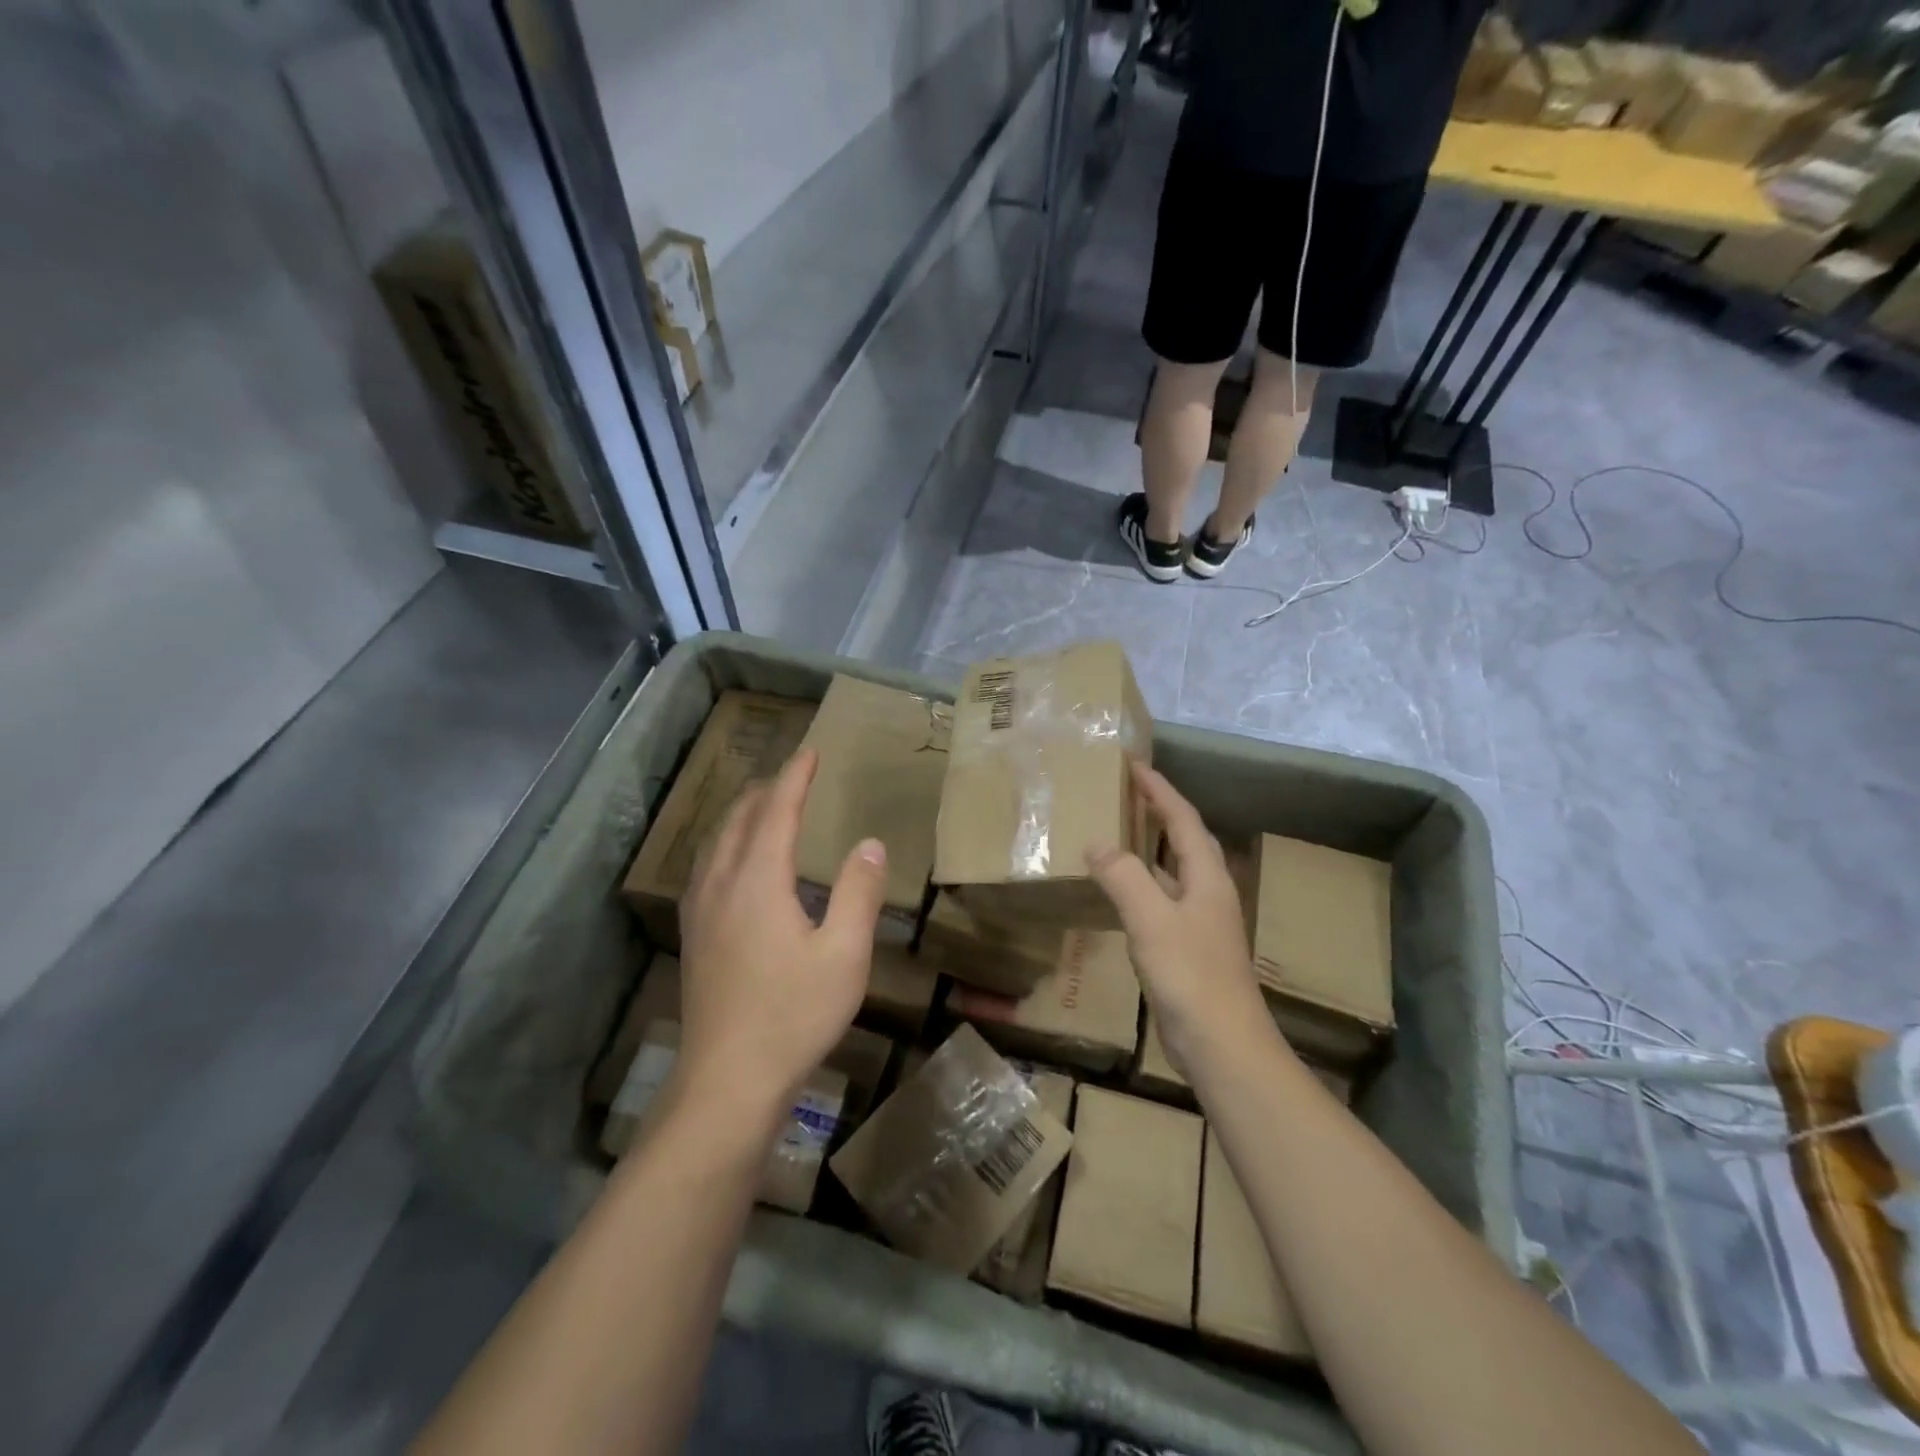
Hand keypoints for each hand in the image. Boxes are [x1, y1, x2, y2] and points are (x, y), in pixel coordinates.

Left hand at [677, 748, 887, 1132]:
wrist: (727, 1081)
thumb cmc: (793, 1016)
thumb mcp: (845, 955)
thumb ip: (858, 894)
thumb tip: (869, 845)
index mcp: (758, 880)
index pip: (776, 811)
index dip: (795, 778)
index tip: (811, 752)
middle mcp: (721, 884)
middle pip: (740, 819)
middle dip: (767, 790)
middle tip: (794, 775)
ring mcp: (700, 911)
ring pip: (716, 842)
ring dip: (743, 814)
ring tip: (764, 806)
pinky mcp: (694, 936)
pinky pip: (706, 867)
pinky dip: (726, 843)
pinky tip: (734, 862)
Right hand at [1086, 762, 1272, 1077]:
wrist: (1223, 1045)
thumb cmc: (1191, 975)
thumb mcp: (1151, 920)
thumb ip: (1123, 877)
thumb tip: (1097, 843)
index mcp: (1207, 877)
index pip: (1182, 819)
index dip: (1159, 790)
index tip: (1134, 764)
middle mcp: (1208, 893)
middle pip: (1185, 840)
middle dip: (1159, 811)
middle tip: (1126, 792)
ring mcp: (1201, 923)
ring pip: (1174, 871)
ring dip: (1150, 847)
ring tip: (1119, 832)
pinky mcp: (1189, 949)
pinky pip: (1162, 900)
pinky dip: (1142, 884)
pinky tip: (1120, 893)